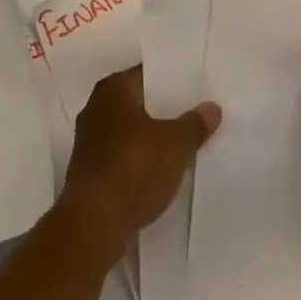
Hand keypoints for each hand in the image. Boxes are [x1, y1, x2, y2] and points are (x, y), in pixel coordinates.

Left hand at [57, 66, 219, 261]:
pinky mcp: (88, 174)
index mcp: (112, 90)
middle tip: (192, 113)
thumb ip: (194, 124)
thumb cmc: (133, 168)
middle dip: (161, 110)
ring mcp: (88, 143)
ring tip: (180, 144)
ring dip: (149, 138)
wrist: (92, 225)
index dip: (170, 80)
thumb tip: (212, 107)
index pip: (146, 74)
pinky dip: (137, 161)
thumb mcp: (175, 145)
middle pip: (137, 103)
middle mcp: (95, 108)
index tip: (194, 87)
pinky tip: (159, 173)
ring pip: (128, 132)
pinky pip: (120, 157)